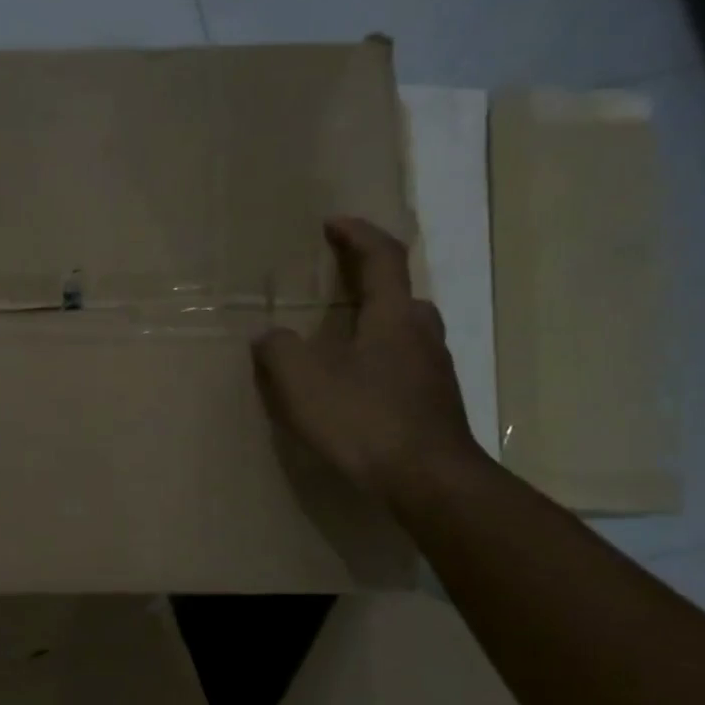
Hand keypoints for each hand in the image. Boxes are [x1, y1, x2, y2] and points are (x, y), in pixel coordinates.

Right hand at [253, 217, 479, 499]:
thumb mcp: (303, 381)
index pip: (382, 257)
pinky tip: (356, 388)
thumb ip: (279, 350)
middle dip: (368, 283)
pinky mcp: (435, 404)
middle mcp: (422, 334)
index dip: (358, 234)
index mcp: (394, 316)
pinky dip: (379, 362)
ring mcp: (435, 371)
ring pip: (404, 332)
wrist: (428, 481)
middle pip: (399, 294)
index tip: (333, 224)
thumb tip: (268, 335)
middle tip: (336, 288)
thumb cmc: (363, 419)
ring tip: (339, 342)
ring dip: (374, 325)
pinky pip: (404, 366)